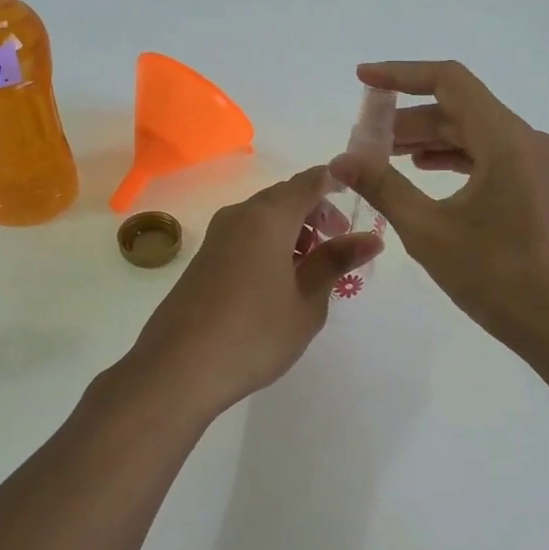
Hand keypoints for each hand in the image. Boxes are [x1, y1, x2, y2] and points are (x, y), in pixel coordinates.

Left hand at [123, 166, 382, 417]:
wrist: (178, 368)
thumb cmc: (254, 334)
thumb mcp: (307, 301)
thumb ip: (336, 262)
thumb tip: (371, 238)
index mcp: (269, 217)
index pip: (310, 180)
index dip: (337, 184)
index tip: (359, 203)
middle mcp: (241, 215)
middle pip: (286, 196)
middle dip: (317, 213)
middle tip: (340, 246)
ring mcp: (218, 236)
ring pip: (265, 217)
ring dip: (293, 231)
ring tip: (312, 270)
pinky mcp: (204, 258)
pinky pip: (246, 235)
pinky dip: (270, 244)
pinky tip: (279, 282)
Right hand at [329, 61, 548, 355]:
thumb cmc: (497, 276)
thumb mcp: (429, 231)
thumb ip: (383, 187)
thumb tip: (341, 160)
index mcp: (505, 139)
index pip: (449, 81)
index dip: (401, 75)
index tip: (362, 79)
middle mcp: (524, 140)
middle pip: (459, 107)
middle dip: (408, 116)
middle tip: (364, 136)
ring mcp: (532, 163)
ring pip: (471, 132)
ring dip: (427, 138)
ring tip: (383, 154)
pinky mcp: (533, 185)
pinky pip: (486, 155)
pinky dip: (451, 157)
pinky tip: (422, 170)